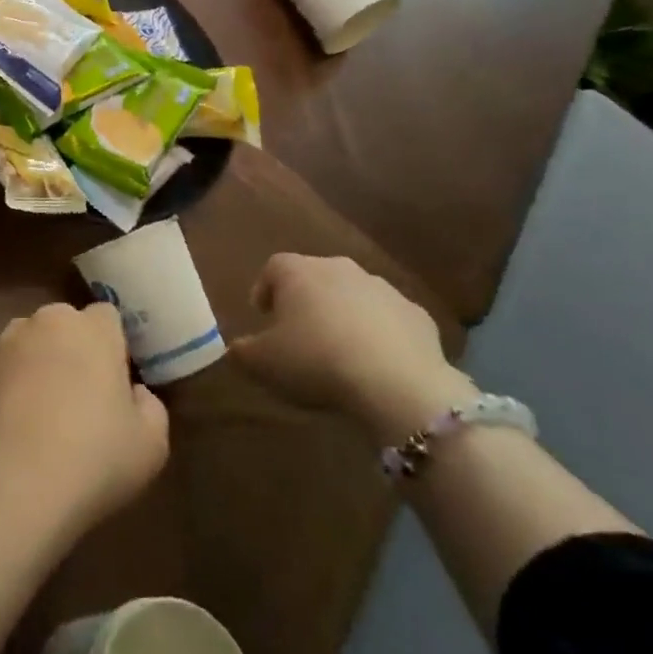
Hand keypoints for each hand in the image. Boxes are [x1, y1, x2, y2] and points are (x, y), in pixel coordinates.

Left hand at [0, 303, 168, 549]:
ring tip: (44, 416)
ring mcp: (3, 344)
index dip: (115, 346)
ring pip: (29, 345)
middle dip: (74, 350)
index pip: (108, 317)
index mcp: (91, 328)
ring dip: (38, 365)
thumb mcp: (152, 444)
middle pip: (65, 326)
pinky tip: (15, 430)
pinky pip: (2, 372)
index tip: (118, 382)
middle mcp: (44, 322)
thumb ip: (150, 406)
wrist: (9, 486)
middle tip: (83, 398)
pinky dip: (9, 389)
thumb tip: (133, 393)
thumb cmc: (93, 458)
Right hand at [230, 255, 471, 442]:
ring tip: (339, 351)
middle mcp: (339, 268)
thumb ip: (241, 352)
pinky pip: (389, 320)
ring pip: (353, 296)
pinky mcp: (418, 315)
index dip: (264, 290)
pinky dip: (380, 334)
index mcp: (297, 272)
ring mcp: (383, 289)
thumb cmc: (316, 362)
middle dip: (306, 301)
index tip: (263, 316)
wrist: (398, 385)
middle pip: (315, 277)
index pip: (272, 268)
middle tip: (300, 334)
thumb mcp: (262, 363)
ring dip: (344, 315)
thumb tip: (234, 349)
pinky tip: (376, 363)